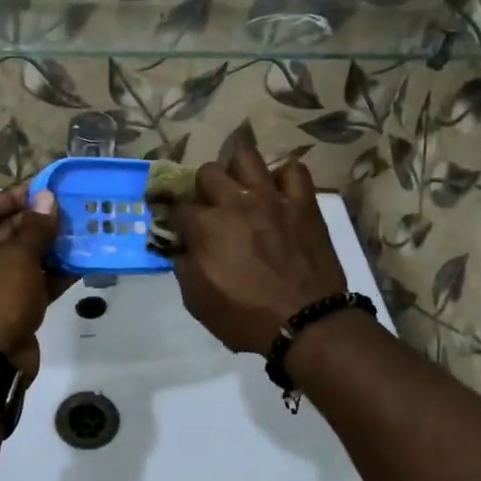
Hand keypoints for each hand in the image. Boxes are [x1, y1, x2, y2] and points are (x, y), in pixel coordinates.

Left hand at [0, 185, 64, 377]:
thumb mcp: (18, 258)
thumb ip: (35, 227)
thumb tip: (47, 198)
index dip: (15, 197)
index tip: (47, 191)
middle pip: (7, 231)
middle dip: (39, 222)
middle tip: (73, 212)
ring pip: (24, 258)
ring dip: (51, 248)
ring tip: (83, 234)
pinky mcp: (11, 308)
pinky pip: (34, 282)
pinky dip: (54, 274)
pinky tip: (81, 264)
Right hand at [167, 144, 348, 354]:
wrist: (305, 322)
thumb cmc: (245, 318)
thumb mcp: (197, 301)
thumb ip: (184, 267)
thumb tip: (182, 248)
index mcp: (205, 226)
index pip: (178, 207)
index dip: (175, 218)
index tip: (179, 228)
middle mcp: (234, 202)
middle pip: (208, 172)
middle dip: (203, 188)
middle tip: (211, 208)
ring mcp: (271, 198)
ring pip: (246, 157)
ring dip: (237, 170)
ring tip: (241, 188)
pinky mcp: (303, 203)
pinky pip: (294, 171)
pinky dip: (284, 178)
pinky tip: (279, 192)